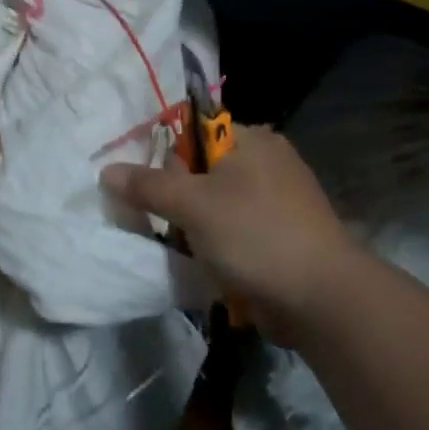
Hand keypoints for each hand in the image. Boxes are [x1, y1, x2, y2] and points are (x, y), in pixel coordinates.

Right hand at [102, 126, 359, 336]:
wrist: (322, 297)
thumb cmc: (254, 234)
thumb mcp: (192, 205)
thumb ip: (147, 185)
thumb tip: (106, 170)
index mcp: (250, 139)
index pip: (192, 132)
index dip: (164, 158)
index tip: (148, 190)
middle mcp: (266, 160)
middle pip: (201, 170)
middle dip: (176, 198)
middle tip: (164, 224)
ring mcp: (278, 199)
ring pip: (216, 204)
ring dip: (194, 226)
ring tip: (181, 249)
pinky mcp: (282, 234)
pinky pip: (235, 229)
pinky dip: (218, 244)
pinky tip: (207, 264)